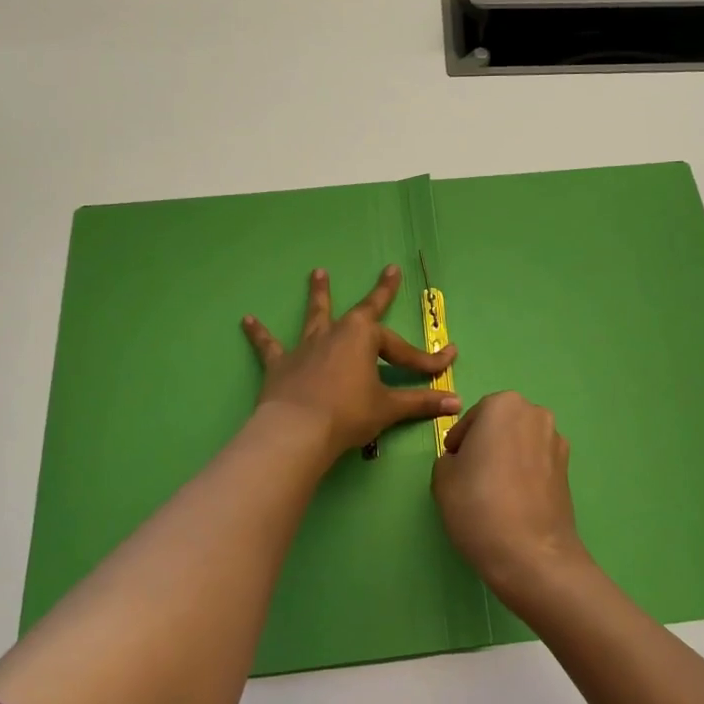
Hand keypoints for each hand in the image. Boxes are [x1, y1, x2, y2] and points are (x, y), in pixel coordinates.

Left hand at [243, 265, 459, 463]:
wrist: (297, 432)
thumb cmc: (348, 415)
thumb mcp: (388, 408)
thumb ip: (421, 403)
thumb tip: (456, 402)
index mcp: (364, 338)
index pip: (403, 350)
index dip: (426, 360)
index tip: (447, 363)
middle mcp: (336, 333)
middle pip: (363, 311)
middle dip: (381, 292)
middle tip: (389, 271)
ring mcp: (306, 346)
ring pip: (316, 315)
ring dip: (319, 294)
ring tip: (317, 273)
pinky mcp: (281, 364)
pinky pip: (269, 346)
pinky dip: (258, 334)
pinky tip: (246, 320)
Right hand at [431, 391, 589, 603]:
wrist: (531, 554)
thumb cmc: (479, 505)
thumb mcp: (442, 477)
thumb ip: (448, 458)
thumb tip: (464, 461)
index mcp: (503, 405)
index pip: (472, 418)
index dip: (458, 442)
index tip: (452, 464)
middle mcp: (535, 414)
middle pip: (500, 425)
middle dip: (485, 444)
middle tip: (470, 476)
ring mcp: (557, 442)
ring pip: (521, 443)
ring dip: (507, 458)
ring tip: (493, 492)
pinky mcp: (568, 470)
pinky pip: (537, 463)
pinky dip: (524, 474)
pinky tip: (513, 502)